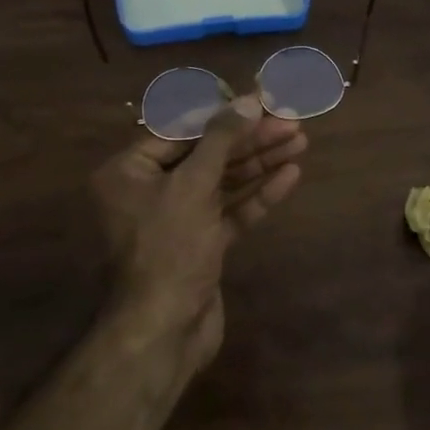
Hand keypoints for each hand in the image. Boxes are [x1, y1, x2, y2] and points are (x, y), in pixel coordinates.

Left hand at [90, 94, 305, 374]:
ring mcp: (177, 221)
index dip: (224, 114)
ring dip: (260, 163)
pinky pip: (231, 212)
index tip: (262, 100)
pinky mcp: (202, 246)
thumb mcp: (192, 186)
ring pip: (222, 183)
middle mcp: (150, 192)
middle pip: (206, 155)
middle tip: (291, 121)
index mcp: (130, 172)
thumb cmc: (168, 248)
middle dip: (250, 139)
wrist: (164, 330)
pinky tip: (290, 176)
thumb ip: (221, 140)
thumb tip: (249, 99)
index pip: (182, 130)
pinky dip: (258, 195)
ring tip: (300, 141)